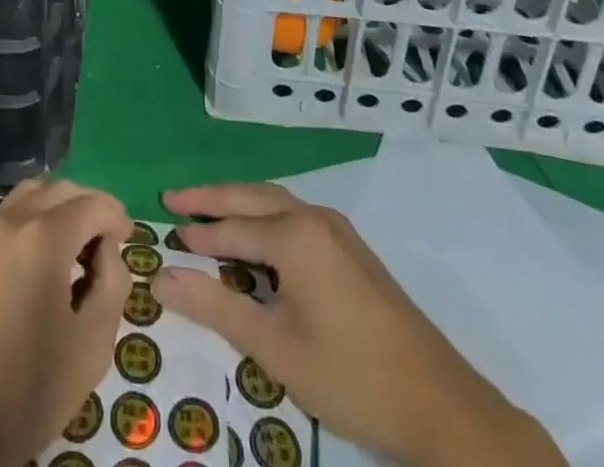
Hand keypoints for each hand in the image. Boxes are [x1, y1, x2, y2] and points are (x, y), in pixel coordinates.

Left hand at [0, 177, 131, 466]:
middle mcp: (13, 221)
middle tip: (107, 240)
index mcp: (45, 236)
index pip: (92, 203)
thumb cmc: (27, 388)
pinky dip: (34, 220)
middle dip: (89, 205)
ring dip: (59, 207)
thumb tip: (106, 250)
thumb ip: (112, 285)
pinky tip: (42, 263)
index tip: (128, 238)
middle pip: (60, 189)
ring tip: (75, 247)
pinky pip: (10, 217)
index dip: (116, 215)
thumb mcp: (91, 345)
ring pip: (31, 195)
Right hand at [154, 183, 565, 466]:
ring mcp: (338, 231)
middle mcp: (314, 218)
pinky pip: (296, 216)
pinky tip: (258, 238)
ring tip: (208, 212)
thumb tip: (161, 278)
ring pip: (276, 202)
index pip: (231, 228)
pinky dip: (266, 217)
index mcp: (295, 234)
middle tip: (173, 198)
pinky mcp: (353, 250)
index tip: (163, 234)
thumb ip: (216, 308)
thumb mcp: (275, 348)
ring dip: (240, 203)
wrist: (442, 406)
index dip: (197, 234)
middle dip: (211, 198)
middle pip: (251, 197)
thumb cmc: (351, 375)